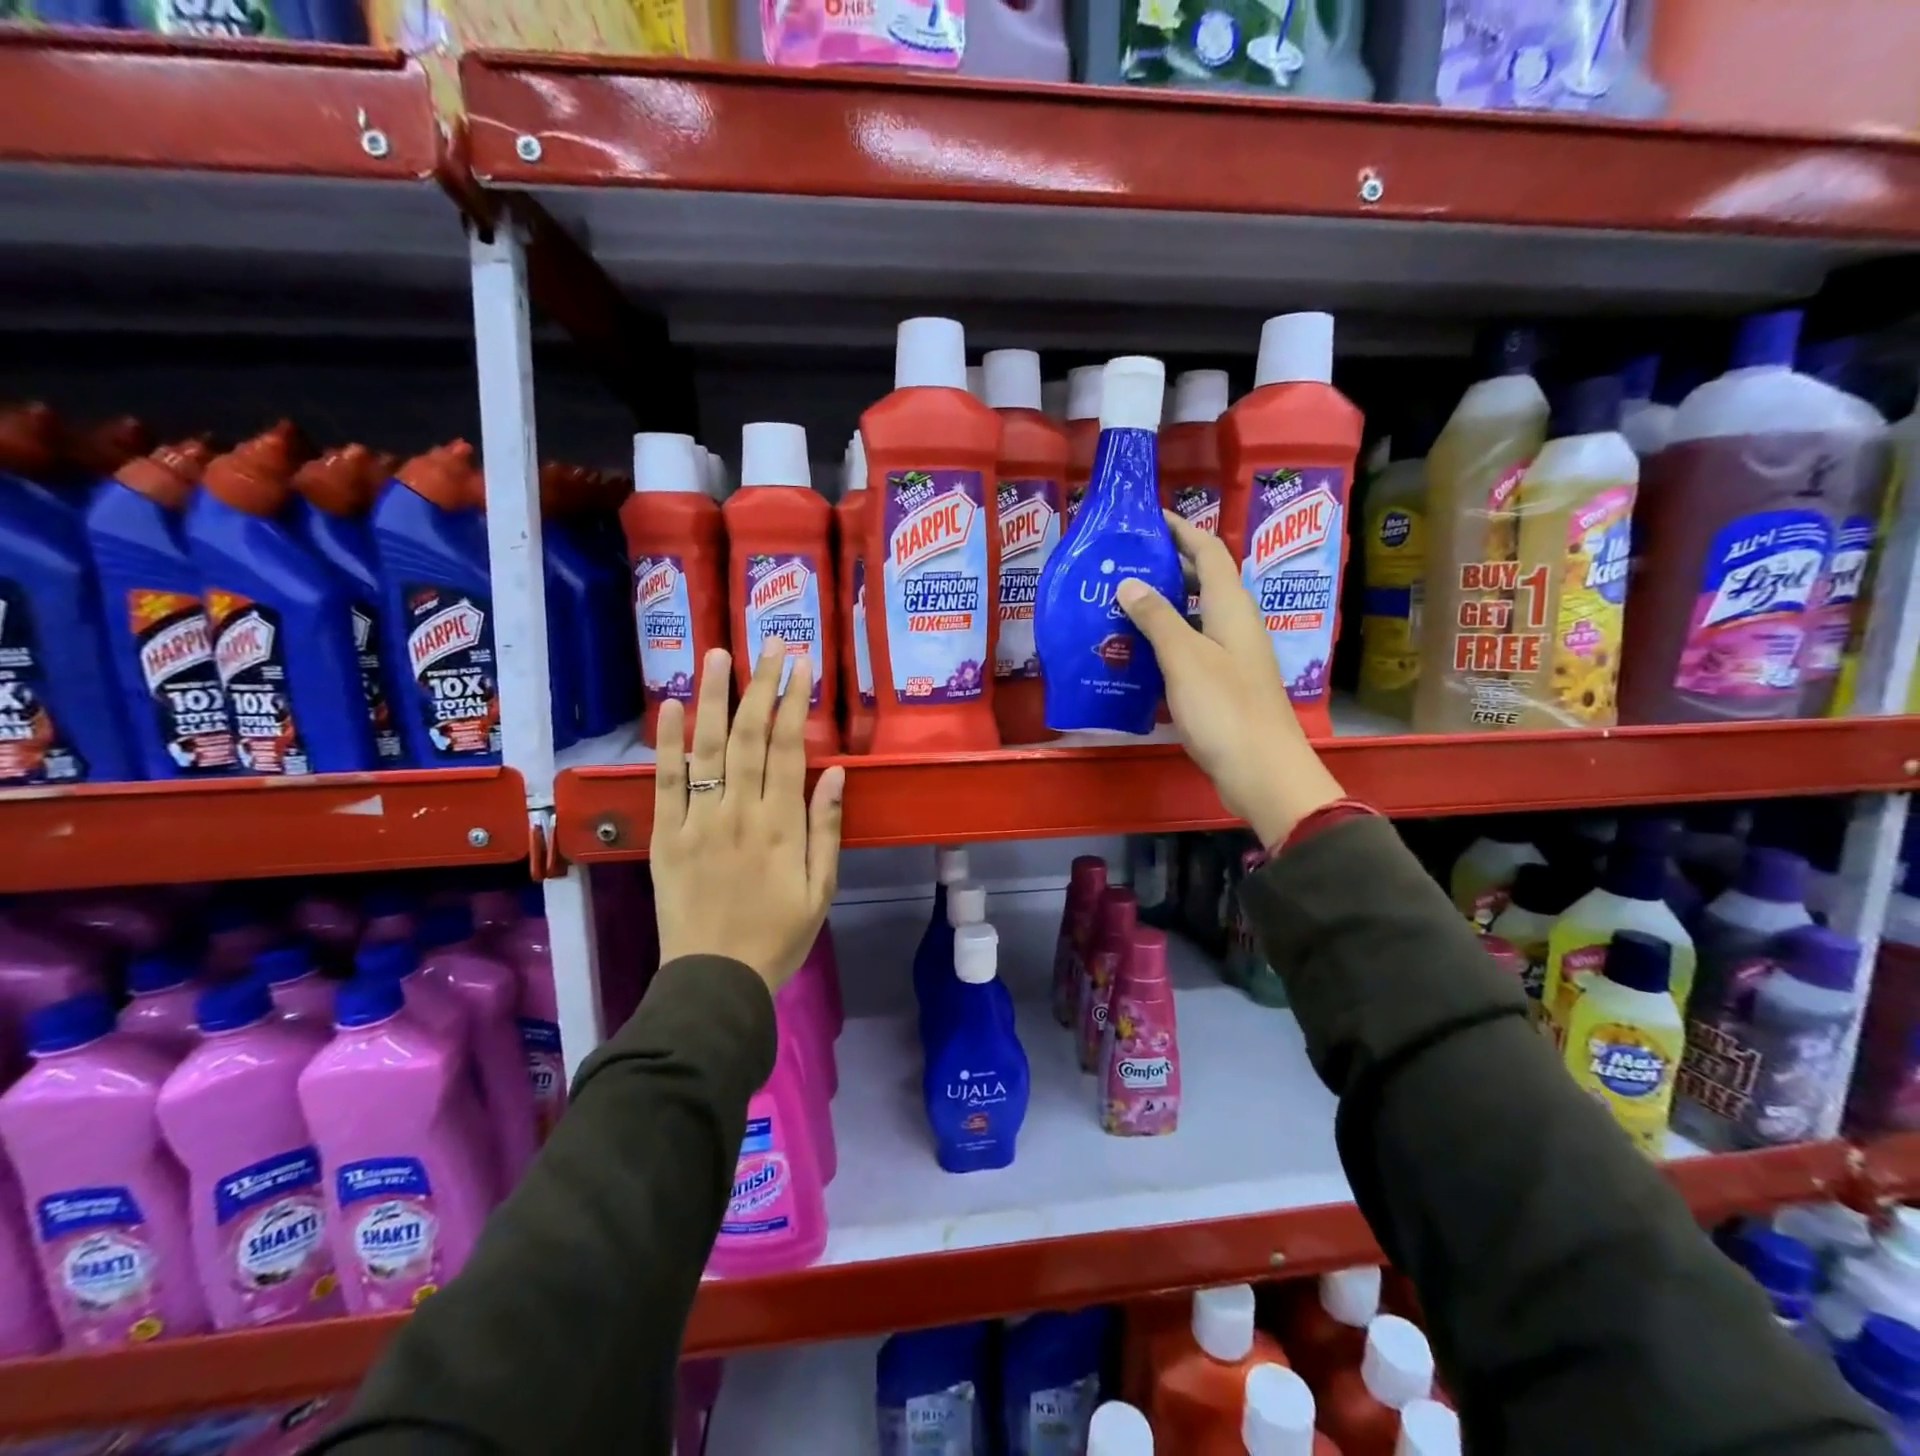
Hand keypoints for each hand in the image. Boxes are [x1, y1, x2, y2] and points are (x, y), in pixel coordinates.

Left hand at [651, 641, 844, 992]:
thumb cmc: (779, 936)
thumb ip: (826, 829)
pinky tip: (669, 707)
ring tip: (719, 655)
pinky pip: (664, 783)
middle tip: (770, 644)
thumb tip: (834, 772)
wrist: (715, 979)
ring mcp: (697, 821)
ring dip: (712, 698)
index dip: (794, 703)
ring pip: (705, 749)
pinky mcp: (664, 836)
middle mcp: (738, 812)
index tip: (800, 665)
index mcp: (781, 825)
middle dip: (761, 686)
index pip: (788, 749)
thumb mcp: (821, 889)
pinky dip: (666, 744)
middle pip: (748, 737)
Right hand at [1117, 512, 1344, 846]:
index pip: (1210, 552)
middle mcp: (1236, 625)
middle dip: (1168, 567)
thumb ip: (1157, 618)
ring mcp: (1233, 657)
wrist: (1262, 771)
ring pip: (1196, 618)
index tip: (1150, 518)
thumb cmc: (1224, 709)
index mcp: (1232, 608)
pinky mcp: (1225, 686)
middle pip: (1204, 582)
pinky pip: (1193, 649)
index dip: (1183, 530)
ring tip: (1121, 606)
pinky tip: (1139, 655)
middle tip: (1124, 565)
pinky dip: (1167, 642)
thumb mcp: (1184, 658)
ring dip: (1164, 607)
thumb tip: (1130, 582)